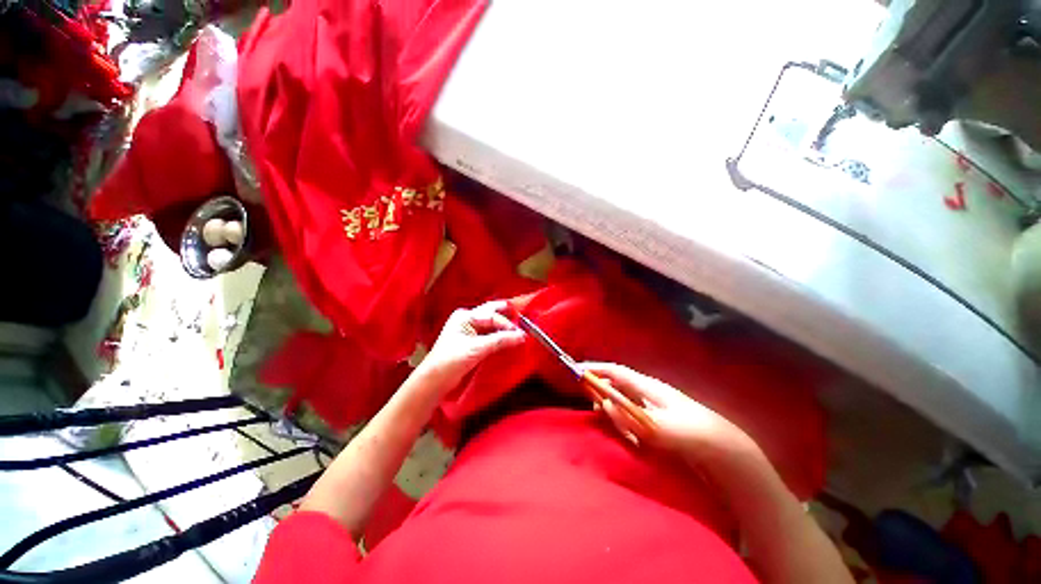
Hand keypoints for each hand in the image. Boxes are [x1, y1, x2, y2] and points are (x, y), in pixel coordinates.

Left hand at [419, 300, 526, 391]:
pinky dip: (499, 336)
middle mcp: (467, 319)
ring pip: (491, 325)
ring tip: (519, 332)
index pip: (492, 316)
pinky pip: (489, 335)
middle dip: (507, 317)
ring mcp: (469, 331)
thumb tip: (521, 336)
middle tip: (523, 319)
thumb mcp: (477, 349)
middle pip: (491, 314)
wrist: (435, 381)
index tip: (521, 334)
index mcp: (465, 316)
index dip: (507, 324)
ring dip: (504, 328)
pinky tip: (508, 339)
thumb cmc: (451, 360)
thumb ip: (500, 340)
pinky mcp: (472, 342)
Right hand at [582, 362, 758, 463]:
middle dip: (604, 394)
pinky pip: (633, 416)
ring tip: (624, 432)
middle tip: (599, 409)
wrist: (725, 452)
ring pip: (624, 402)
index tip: (577, 370)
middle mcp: (648, 392)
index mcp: (648, 387)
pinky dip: (627, 425)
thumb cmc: (691, 435)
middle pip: (617, 385)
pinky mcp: (657, 420)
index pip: (616, 371)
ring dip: (616, 413)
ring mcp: (653, 406)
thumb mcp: (656, 428)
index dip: (596, 368)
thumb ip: (627, 416)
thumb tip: (605, 403)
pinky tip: (634, 439)